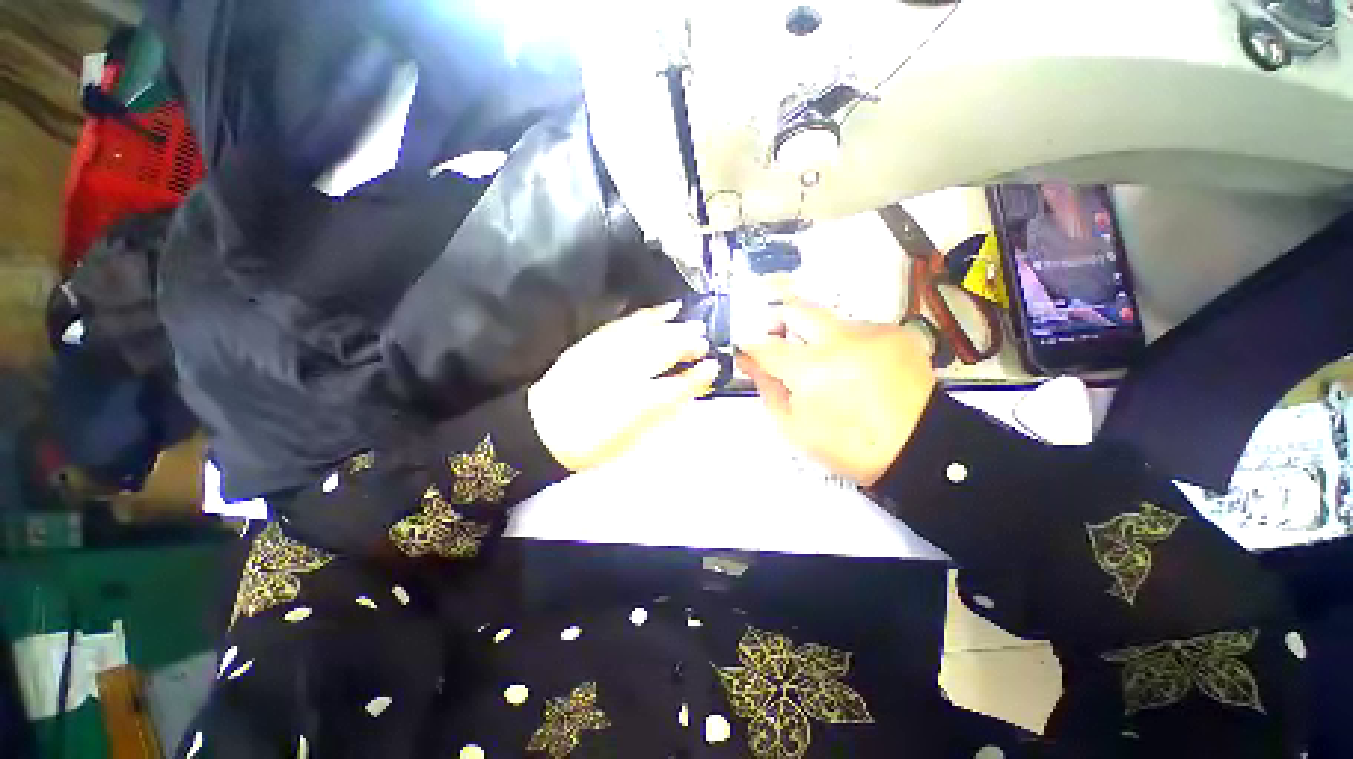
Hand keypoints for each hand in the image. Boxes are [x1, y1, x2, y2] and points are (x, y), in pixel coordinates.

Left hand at [529, 303, 717, 470]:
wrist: (543, 430)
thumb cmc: (593, 442)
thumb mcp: (633, 437)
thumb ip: (664, 412)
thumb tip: (690, 391)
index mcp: (637, 403)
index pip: (678, 385)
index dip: (698, 376)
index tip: (714, 367)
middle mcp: (625, 373)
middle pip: (665, 350)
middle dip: (688, 343)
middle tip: (703, 342)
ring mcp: (608, 354)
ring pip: (648, 333)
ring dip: (672, 326)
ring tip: (689, 320)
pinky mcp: (594, 343)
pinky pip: (626, 323)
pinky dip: (646, 315)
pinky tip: (661, 310)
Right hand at [737, 302, 935, 486]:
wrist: (919, 449)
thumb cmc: (849, 446)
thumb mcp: (795, 428)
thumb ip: (768, 389)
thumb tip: (751, 363)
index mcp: (811, 371)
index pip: (765, 345)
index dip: (749, 346)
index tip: (746, 350)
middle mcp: (839, 341)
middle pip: (795, 309)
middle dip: (777, 320)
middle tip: (777, 339)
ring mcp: (870, 332)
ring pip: (827, 320)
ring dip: (817, 337)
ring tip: (828, 366)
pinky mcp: (894, 332)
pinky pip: (856, 328)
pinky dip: (847, 343)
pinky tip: (856, 368)